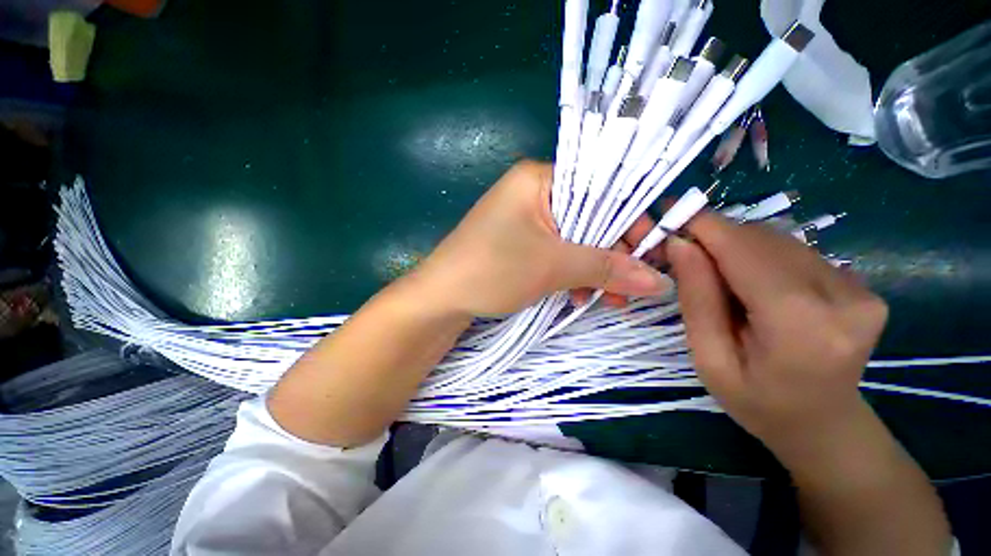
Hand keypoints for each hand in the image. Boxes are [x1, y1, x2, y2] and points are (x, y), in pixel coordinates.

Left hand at [409, 160, 671, 316]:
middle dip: (611, 256)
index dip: (629, 223)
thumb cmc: (492, 270)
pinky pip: (556, 252)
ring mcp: (524, 218)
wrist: (441, 298)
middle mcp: (533, 192)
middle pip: (589, 218)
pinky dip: (571, 274)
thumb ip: (607, 269)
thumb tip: (659, 282)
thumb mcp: (553, 266)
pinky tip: (578, 297)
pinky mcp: (519, 242)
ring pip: (574, 240)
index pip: (601, 190)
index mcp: (539, 179)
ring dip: (593, 271)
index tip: (651, 255)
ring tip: (609, 301)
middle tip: (632, 289)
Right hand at [665, 211, 888, 459]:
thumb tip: (680, 244)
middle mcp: (843, 297)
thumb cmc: (757, 402)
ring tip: (714, 273)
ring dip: (737, 247)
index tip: (670, 212)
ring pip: (779, 240)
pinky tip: (750, 283)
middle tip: (682, 250)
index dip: (705, 227)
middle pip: (764, 240)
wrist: (823, 425)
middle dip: (716, 238)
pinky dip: (761, 256)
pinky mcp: (862, 283)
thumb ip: (697, 299)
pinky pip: (796, 252)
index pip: (746, 253)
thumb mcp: (709, 358)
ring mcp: (861, 288)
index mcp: (802, 326)